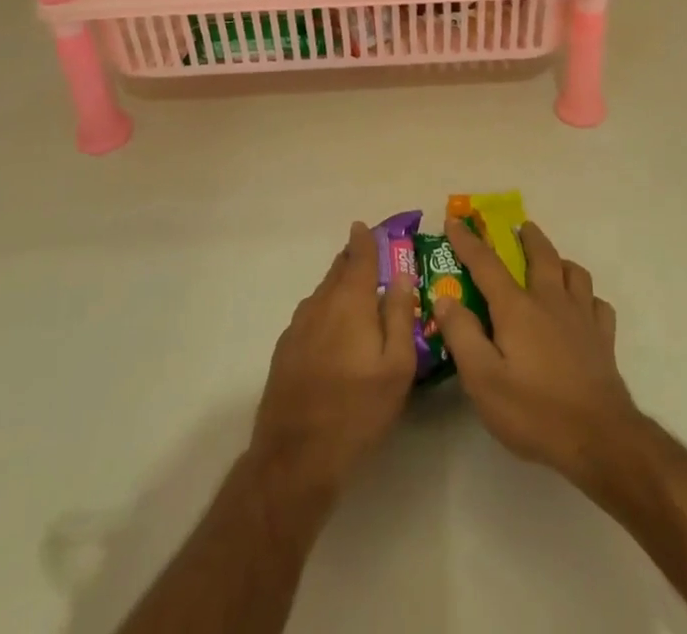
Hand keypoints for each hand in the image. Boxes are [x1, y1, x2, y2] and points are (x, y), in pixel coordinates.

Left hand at [249, 222, 417, 499]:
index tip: (369, 228)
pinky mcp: (285, 350)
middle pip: (338, 270)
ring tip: (358, 298)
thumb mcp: (396, 366)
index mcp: (350, 301)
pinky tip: (335, 335)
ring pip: (323, 294)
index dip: (366, 239)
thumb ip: (400, 315)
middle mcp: (320, 303)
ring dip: (340, 287)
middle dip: (354, 260)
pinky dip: (326, 311)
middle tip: (372, 260)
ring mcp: (298, 326)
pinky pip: (311, 316)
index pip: (359, 255)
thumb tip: (401, 276)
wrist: (295, 458)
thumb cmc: (356, 410)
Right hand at [432, 218, 641, 488]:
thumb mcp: (483, 380)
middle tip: (520, 227)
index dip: (468, 241)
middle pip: (541, 255)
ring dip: (560, 261)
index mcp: (517, 308)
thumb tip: (445, 297)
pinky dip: (588, 297)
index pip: (486, 263)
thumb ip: (462, 335)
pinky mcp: (604, 338)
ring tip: (553, 263)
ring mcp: (582, 317)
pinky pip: (597, 304)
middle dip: (528, 237)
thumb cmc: (534, 411)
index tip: (455, 221)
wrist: (600, 438)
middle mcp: (551, 300)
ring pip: (574, 272)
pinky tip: (583, 307)